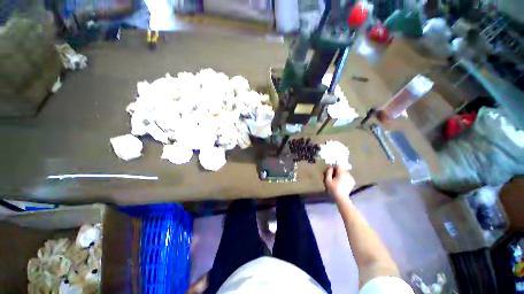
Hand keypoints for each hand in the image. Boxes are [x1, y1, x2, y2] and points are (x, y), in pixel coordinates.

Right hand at [324, 166, 355, 203]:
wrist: (341, 198)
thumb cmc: (333, 189)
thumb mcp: (328, 180)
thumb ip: (328, 172)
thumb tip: (330, 168)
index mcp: (342, 173)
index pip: (338, 166)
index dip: (334, 168)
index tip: (330, 172)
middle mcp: (348, 174)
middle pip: (342, 169)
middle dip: (337, 171)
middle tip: (333, 176)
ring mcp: (351, 178)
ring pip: (345, 172)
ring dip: (341, 174)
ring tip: (337, 180)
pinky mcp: (353, 181)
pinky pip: (347, 176)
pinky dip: (344, 177)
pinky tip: (341, 182)